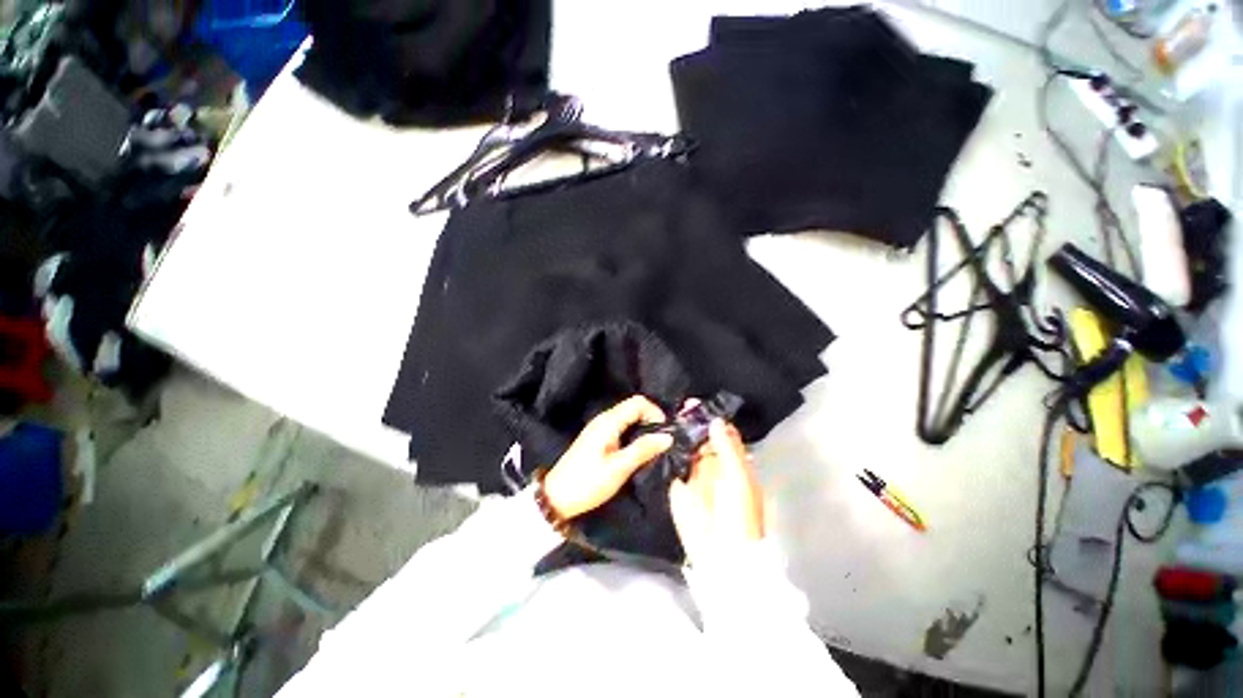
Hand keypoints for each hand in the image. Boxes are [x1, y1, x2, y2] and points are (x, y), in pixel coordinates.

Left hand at [542, 396, 673, 518]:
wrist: (557, 497)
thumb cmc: (588, 482)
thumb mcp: (619, 468)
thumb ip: (643, 449)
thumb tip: (668, 436)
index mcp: (609, 421)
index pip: (638, 402)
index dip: (656, 412)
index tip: (666, 432)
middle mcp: (604, 418)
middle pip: (634, 407)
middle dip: (651, 420)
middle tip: (663, 442)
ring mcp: (600, 427)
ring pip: (629, 417)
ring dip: (644, 427)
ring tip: (654, 447)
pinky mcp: (598, 438)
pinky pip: (622, 427)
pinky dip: (634, 434)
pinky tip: (639, 451)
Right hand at [669, 418, 764, 562]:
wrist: (721, 553)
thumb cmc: (738, 514)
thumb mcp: (739, 478)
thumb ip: (727, 448)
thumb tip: (715, 420)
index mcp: (733, 462)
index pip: (721, 433)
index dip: (710, 418)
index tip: (696, 404)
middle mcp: (713, 464)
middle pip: (702, 438)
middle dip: (692, 422)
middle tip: (679, 406)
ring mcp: (694, 474)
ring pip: (686, 448)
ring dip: (678, 434)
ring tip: (666, 416)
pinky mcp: (678, 485)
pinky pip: (673, 463)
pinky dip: (667, 451)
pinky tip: (658, 437)